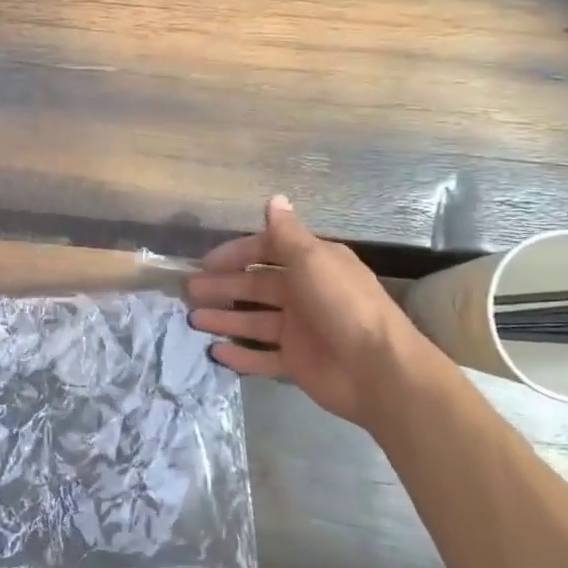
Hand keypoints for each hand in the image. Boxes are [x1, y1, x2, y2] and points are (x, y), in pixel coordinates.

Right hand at [188, 194, 448, 433]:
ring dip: (225, 319)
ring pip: (254, 321)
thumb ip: (286, 234)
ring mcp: (301, 331)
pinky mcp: (297, 363)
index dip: (236, 255)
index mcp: (313, 265)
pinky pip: (262, 356)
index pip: (267, 252)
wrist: (377, 369)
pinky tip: (214, 352)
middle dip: (224, 287)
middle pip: (257, 287)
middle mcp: (305, 294)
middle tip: (190, 292)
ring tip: (192, 320)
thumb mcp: (312, 260)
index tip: (206, 262)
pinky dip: (240, 355)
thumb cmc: (342, 305)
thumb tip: (274, 198)